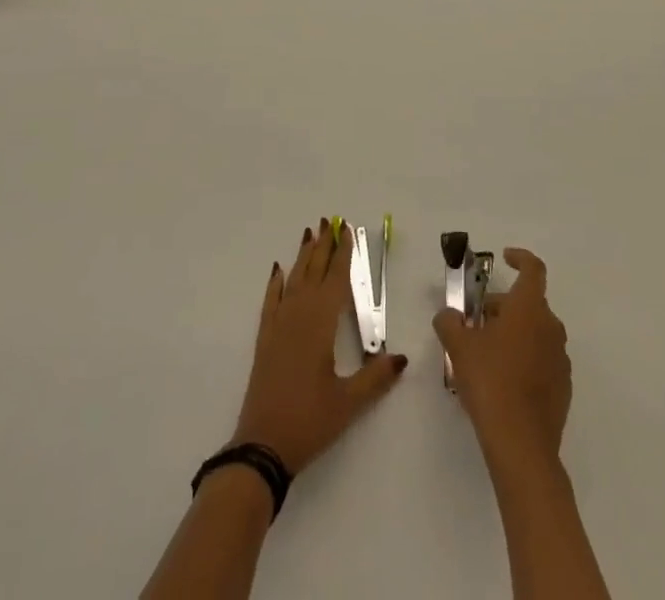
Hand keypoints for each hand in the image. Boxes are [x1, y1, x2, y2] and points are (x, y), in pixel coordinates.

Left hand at [230, 219, 406, 474]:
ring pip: (293, 280)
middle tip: (329, 220)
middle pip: (313, 272)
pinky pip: (271, 300)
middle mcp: (298, 315)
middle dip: (323, 245)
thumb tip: (401, 357)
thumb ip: (376, 378)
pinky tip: (278, 270)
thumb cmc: (309, 421)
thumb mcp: (349, 403)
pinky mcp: (265, 338)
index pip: (335, 280)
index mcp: (320, 325)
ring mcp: (278, 324)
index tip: (347, 230)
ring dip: (303, 256)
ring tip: (310, 233)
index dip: (342, 254)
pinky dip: (276, 282)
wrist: (263, 444)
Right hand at [432, 248, 570, 471]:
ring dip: (513, 333)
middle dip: (503, 306)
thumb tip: (448, 315)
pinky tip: (502, 380)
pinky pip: (542, 359)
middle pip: (529, 303)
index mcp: (529, 309)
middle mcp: (550, 328)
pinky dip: (524, 358)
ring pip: (535, 332)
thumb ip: (449, 321)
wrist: (522, 445)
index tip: (504, 259)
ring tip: (485, 353)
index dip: (520, 258)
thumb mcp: (458, 346)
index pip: (533, 269)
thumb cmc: (490, 381)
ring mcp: (560, 359)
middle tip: (475, 322)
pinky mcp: (563, 388)